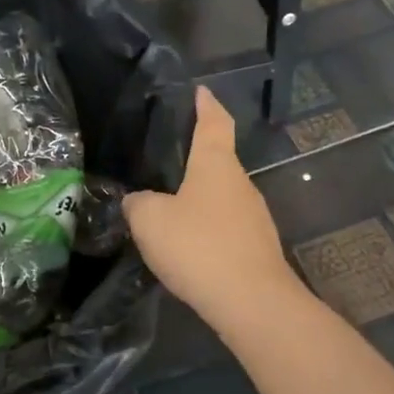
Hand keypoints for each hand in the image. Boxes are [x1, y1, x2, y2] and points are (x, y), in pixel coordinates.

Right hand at [124, 87, 301, 333]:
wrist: (251, 302)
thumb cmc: (199, 247)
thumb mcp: (150, 221)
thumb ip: (138, 204)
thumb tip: (137, 201)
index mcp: (216, 165)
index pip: (214, 122)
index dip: (206, 104)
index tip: (199, 91)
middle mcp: (241, 184)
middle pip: (218, 161)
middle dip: (195, 159)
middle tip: (164, 161)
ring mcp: (254, 217)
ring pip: (221, 198)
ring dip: (198, 199)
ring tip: (168, 208)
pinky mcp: (255, 247)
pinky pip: (225, 227)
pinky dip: (206, 229)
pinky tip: (187, 246)